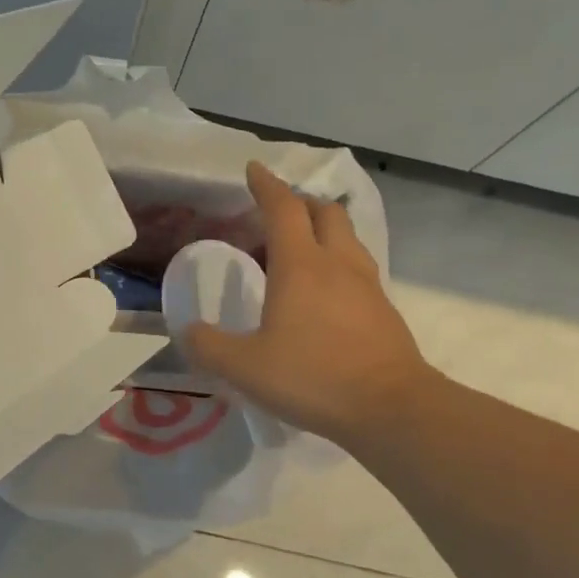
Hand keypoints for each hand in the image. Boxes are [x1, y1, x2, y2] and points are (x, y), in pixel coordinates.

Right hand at [185, 161, 431, 446]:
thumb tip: (188, 331)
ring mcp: (367, 285)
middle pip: (324, 212)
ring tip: (301, 250)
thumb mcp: (244, 367)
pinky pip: (358, 268)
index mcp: (300, 266)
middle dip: (300, 203)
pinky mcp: (383, 309)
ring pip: (347, 238)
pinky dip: (337, 263)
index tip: (253, 170)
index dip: (265, 186)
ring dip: (323, 230)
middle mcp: (337, 263)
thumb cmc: (312, 377)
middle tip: (276, 215)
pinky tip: (325, 293)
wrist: (390, 407)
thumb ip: (208, 347)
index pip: (282, 209)